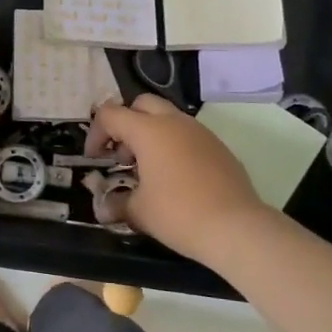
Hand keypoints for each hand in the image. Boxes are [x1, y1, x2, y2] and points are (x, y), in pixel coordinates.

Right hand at [87, 94, 270, 262]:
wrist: (237, 227)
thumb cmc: (179, 214)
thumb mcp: (139, 211)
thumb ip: (116, 203)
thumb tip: (103, 208)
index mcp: (149, 131)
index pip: (111, 114)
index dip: (96, 134)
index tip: (95, 159)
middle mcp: (175, 122)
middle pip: (141, 104)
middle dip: (125, 124)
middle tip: (121, 156)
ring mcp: (200, 132)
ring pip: (168, 118)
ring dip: (150, 135)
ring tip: (146, 170)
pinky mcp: (218, 147)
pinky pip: (187, 135)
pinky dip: (173, 146)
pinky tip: (174, 178)